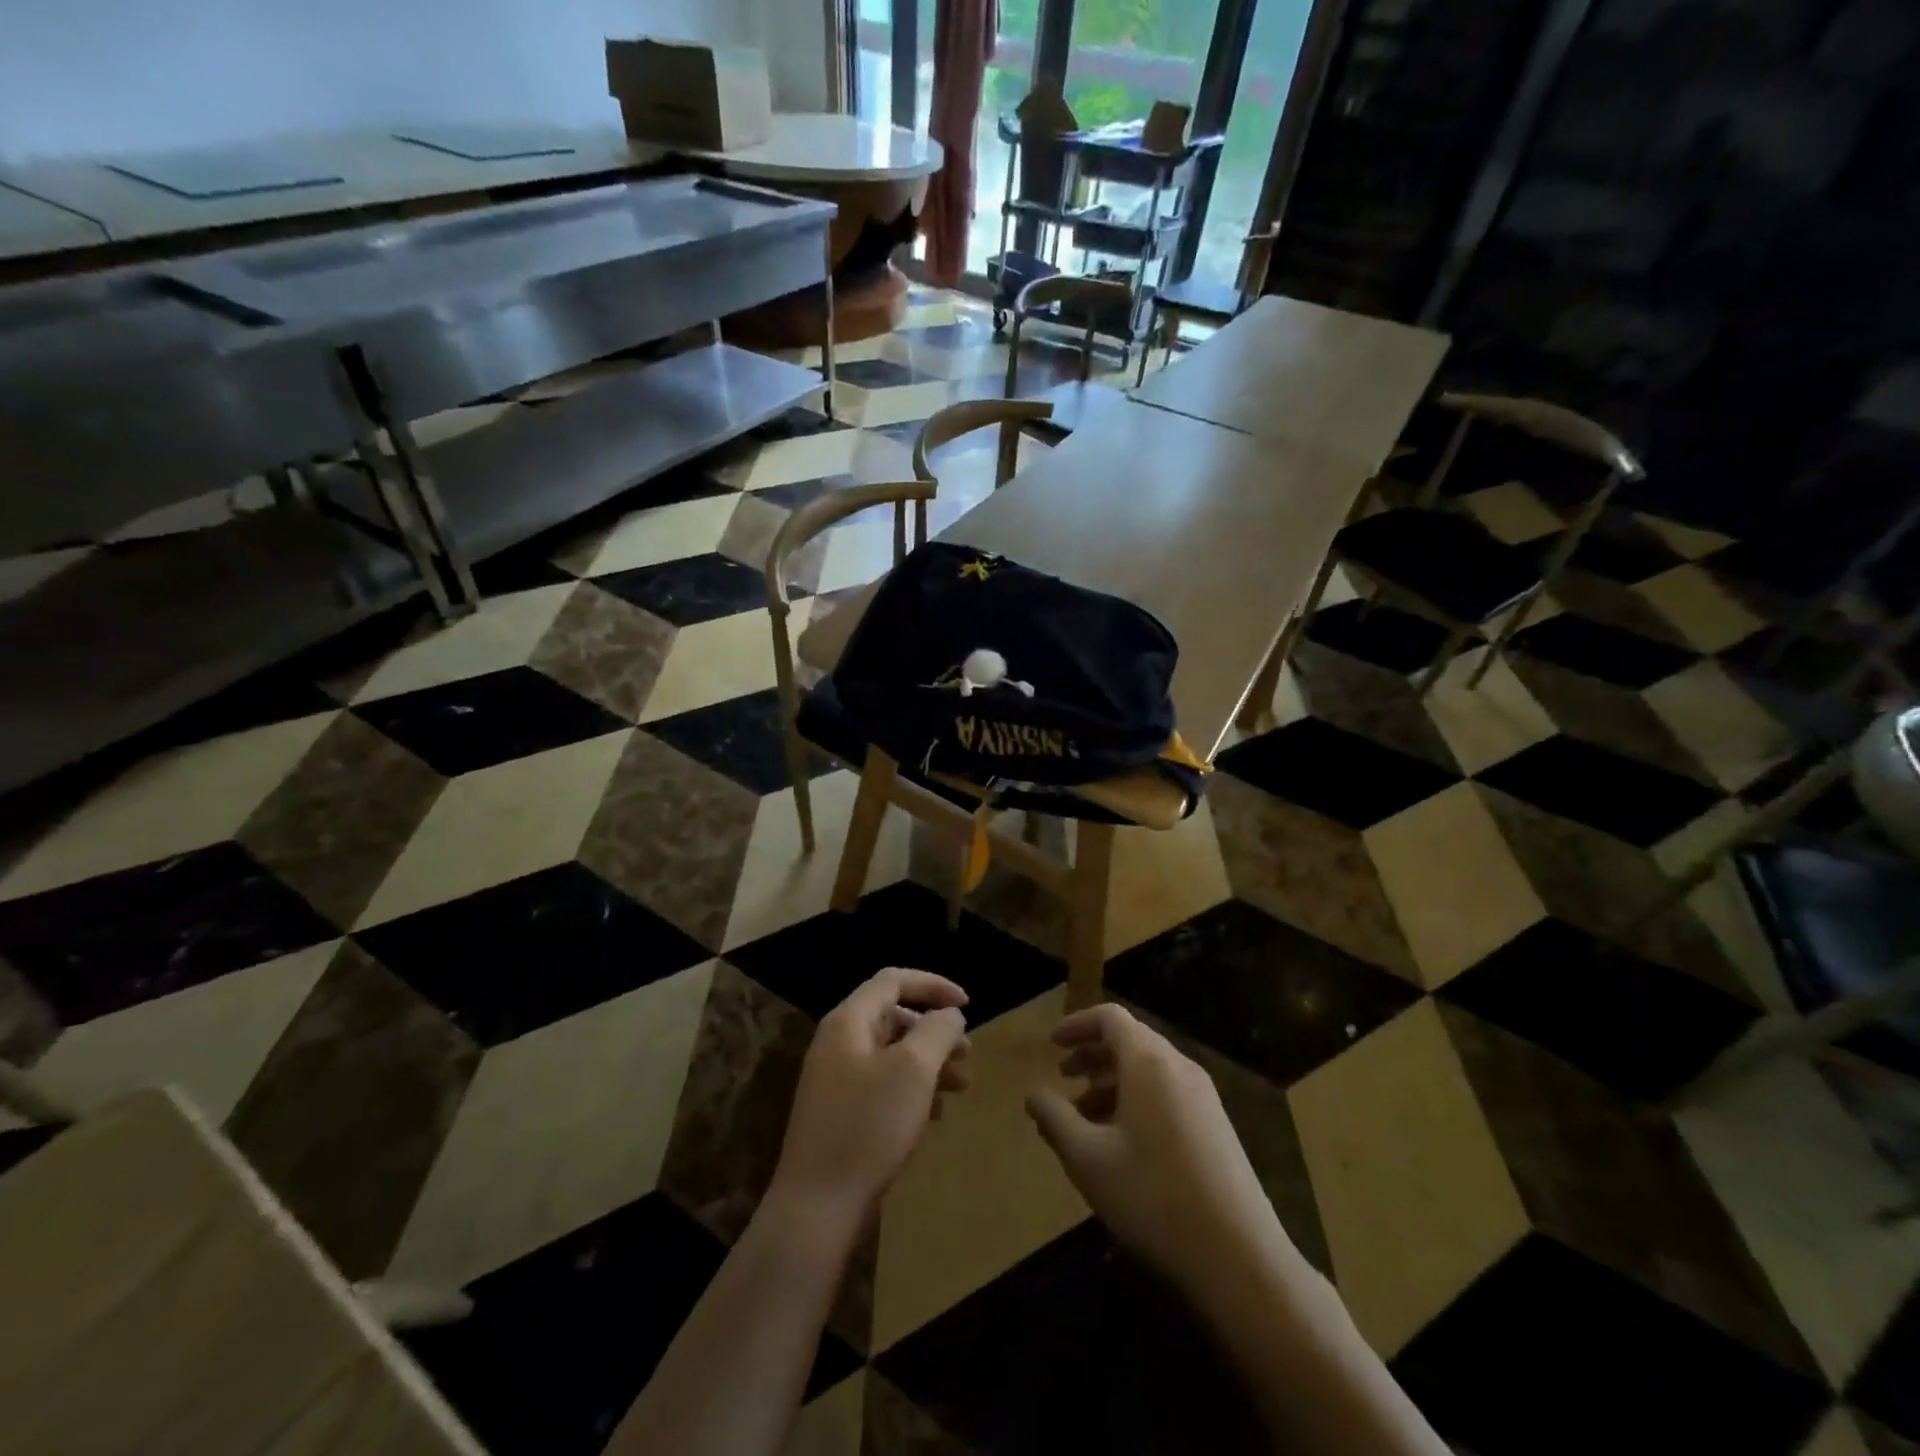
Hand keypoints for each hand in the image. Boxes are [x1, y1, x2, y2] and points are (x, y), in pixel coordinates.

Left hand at [769, 969, 971, 1226]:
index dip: (933, 985)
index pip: (894, 980)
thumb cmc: (868, 1126)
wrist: (817, 1206)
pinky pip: (882, 1084)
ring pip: (892, 1054)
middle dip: (935, 1031)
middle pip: (894, 1017)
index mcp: (849, 1021)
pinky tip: (934, 1115)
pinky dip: (912, 1089)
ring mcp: (835, 1078)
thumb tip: (949, 1014)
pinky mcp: (840, 1112)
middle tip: (968, 1055)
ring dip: (929, 1063)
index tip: (969, 1005)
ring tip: (960, 1088)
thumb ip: (937, 1031)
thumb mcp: (914, 1070)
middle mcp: (838, 1042)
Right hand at [1026, 1003, 1284, 1292]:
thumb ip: (1055, 1119)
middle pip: (1131, 1040)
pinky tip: (1121, 1142)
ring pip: (1149, 1070)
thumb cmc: (1154, 1197)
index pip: (1111, 1018)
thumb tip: (1034, 1095)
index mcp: (1149, 1062)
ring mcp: (1204, 1098)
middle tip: (1063, 1076)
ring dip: (1112, 1081)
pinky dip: (1137, 1100)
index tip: (1051, 1044)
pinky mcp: (1216, 1127)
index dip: (1077, 1024)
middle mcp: (1180, 1068)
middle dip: (1093, 1053)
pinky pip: (1168, 1093)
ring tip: (1084, 1116)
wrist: (1241, 1258)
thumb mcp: (1088, 1159)